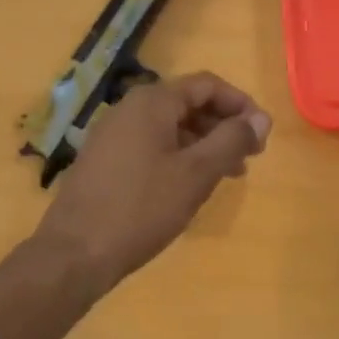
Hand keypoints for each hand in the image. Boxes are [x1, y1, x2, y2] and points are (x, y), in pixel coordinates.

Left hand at [35, 72, 270, 291]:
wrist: (75, 253)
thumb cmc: (142, 208)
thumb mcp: (197, 173)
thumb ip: (232, 140)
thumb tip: (261, 118)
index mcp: (151, 103)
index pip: (207, 85)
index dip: (240, 104)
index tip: (262, 133)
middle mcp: (129, 110)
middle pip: (188, 104)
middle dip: (224, 126)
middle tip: (251, 157)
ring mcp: (113, 136)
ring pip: (171, 128)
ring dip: (205, 144)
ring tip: (229, 174)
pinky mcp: (106, 161)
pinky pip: (153, 146)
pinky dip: (181, 157)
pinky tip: (193, 185)